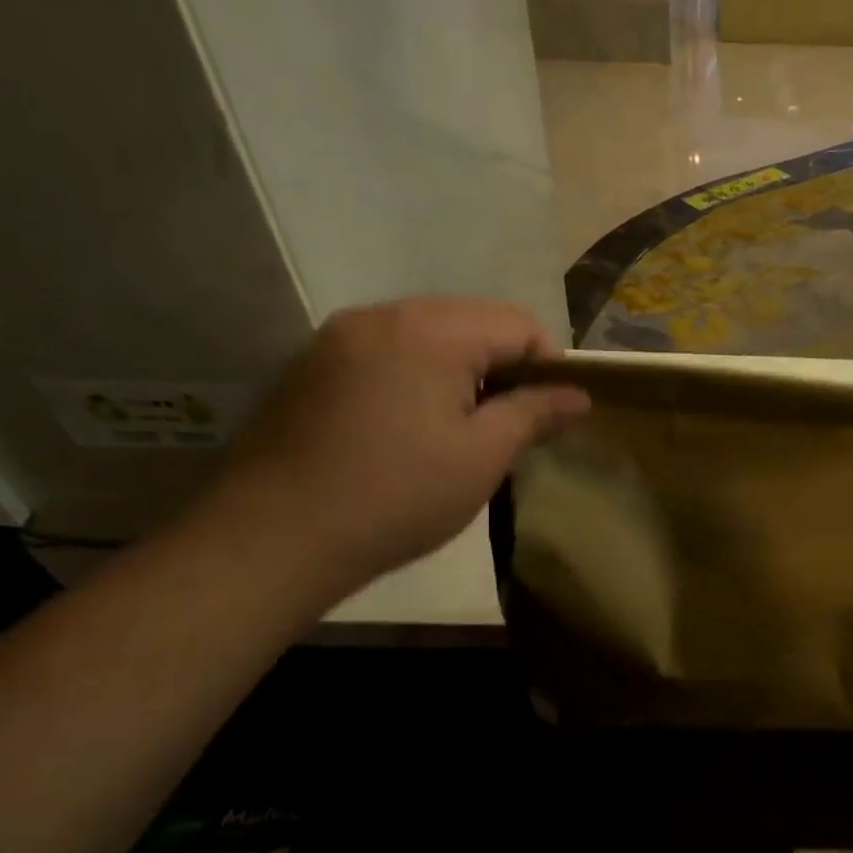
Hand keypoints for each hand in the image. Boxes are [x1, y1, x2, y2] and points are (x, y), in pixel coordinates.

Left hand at [207, 297, 588, 593]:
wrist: (272, 537)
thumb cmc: (397, 495)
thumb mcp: (483, 456)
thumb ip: (535, 413)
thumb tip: (580, 395)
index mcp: (432, 329)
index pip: (518, 324)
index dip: (547, 366)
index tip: (547, 416)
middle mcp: (383, 315)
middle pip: (471, 323)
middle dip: (502, 368)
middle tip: (505, 428)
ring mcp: (339, 337)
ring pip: (427, 337)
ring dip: (458, 374)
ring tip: (458, 432)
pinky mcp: (311, 366)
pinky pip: (386, 354)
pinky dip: (415, 379)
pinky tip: (406, 431)